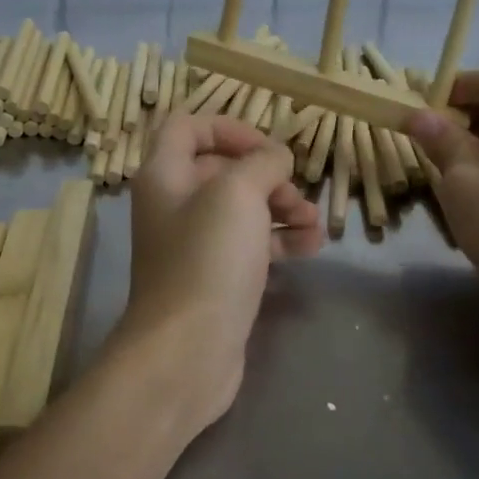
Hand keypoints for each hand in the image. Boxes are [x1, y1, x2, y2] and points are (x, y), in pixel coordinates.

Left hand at [116, 114, 322, 425]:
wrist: (187, 351)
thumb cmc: (208, 259)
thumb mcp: (238, 194)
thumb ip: (262, 162)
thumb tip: (276, 157)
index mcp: (164, 175)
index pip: (188, 127)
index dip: (228, 128)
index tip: (265, 148)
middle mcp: (174, 205)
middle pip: (223, 170)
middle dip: (266, 175)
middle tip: (296, 194)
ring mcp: (194, 244)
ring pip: (243, 209)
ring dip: (282, 208)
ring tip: (314, 224)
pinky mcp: (215, 277)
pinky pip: (250, 245)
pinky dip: (280, 241)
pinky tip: (312, 246)